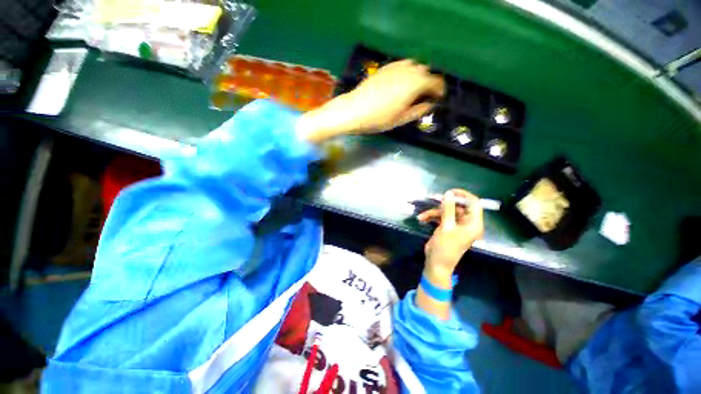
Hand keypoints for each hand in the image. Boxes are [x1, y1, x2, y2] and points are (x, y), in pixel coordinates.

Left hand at [298, 60, 444, 142]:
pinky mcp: (385, 67)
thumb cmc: (379, 118)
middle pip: (426, 72)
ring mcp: (396, 67)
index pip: (436, 82)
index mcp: (415, 84)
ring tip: (414, 90)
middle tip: (425, 96)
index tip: (439, 98)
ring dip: (419, 76)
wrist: (354, 110)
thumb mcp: (401, 119)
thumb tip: (430, 105)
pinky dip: (407, 72)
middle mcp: (408, 70)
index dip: (440, 90)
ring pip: (415, 66)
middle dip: (429, 83)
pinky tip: (401, 83)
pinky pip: (402, 65)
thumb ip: (419, 111)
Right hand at [417, 189, 483, 277]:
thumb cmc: (445, 247)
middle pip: (458, 207)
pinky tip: (422, 219)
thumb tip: (449, 194)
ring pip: (446, 211)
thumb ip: (448, 209)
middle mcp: (466, 223)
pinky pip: (440, 217)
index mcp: (473, 224)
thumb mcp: (446, 227)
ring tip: (422, 216)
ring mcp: (456, 225)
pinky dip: (431, 217)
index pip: (474, 204)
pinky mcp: (447, 227)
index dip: (463, 196)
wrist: (436, 264)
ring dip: (434, 212)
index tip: (450, 192)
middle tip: (433, 200)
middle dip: (444, 204)